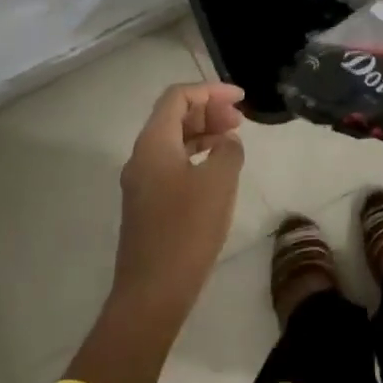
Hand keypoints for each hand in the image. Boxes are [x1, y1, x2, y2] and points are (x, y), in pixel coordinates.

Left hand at [113, 82, 246, 306]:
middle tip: (240, 120)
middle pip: (173, 116)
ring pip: (173, 141)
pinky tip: (218, 169)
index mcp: (153, 143)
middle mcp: (142, 156)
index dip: (210, 91)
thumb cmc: (187, 229)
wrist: (152, 292)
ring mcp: (142, 182)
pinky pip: (172, 163)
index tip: (240, 99)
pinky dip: (196, 155)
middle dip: (208, 110)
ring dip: (203, 133)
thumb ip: (228, 150)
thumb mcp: (219, 182)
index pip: (178, 97)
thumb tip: (227, 142)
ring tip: (234, 140)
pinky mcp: (148, 204)